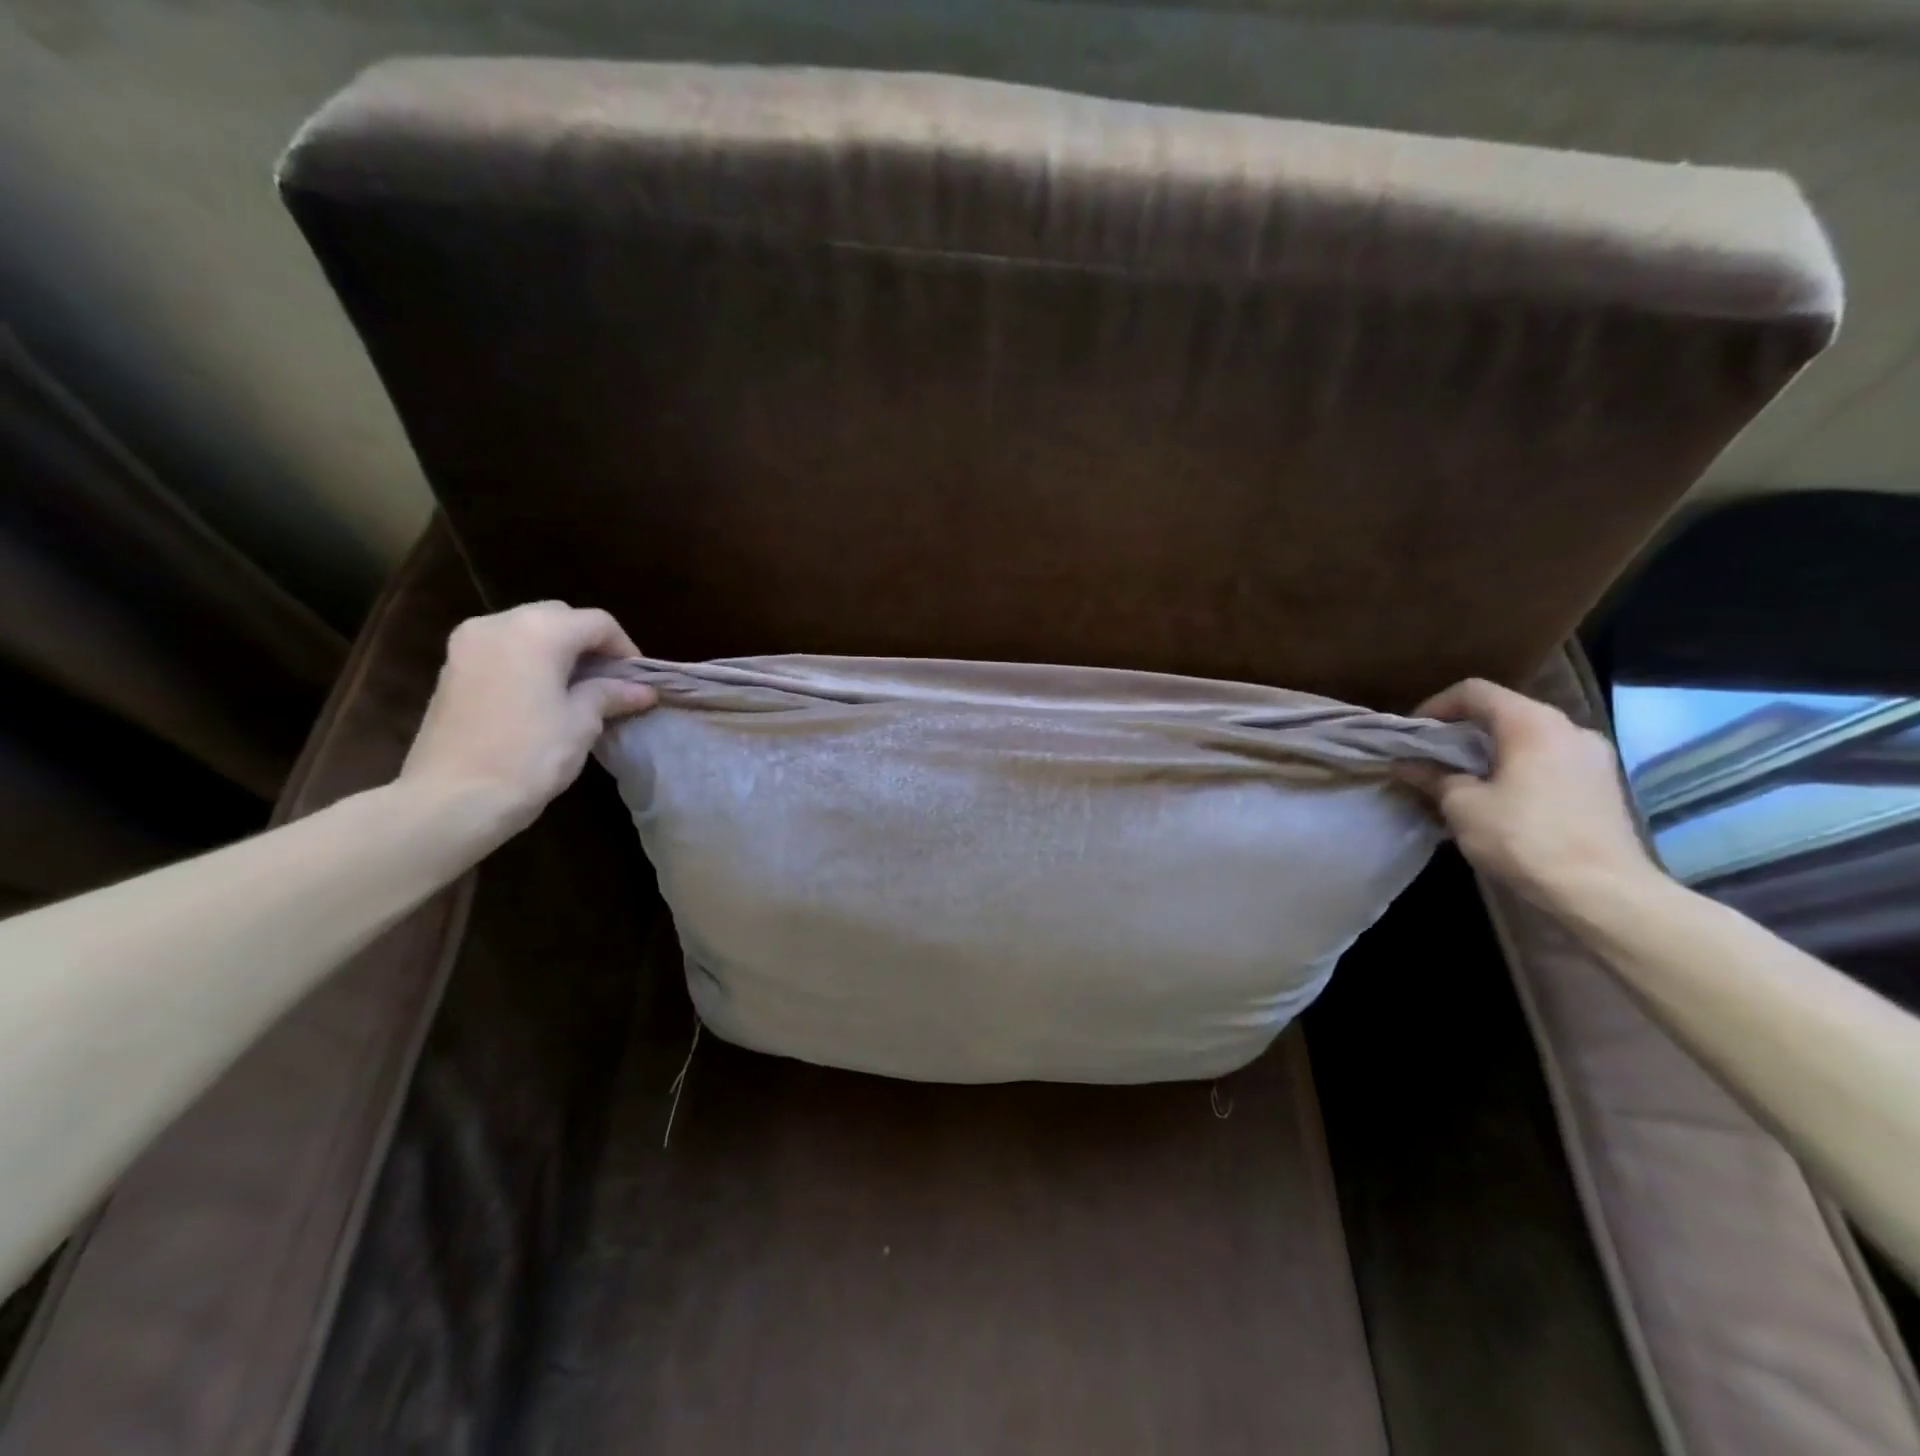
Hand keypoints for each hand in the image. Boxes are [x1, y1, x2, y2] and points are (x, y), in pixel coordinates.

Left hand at [399, 602, 656, 835]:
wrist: (452, 798)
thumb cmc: (529, 756)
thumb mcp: (582, 723)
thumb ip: (611, 694)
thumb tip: (643, 690)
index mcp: (538, 631)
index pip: (597, 623)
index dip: (625, 649)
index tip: (637, 682)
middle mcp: (499, 623)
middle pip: (559, 617)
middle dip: (589, 644)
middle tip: (610, 681)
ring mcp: (468, 643)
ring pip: (527, 629)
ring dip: (557, 650)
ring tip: (577, 688)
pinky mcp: (451, 667)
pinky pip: (502, 648)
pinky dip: (529, 660)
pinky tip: (541, 695)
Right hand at [1395, 678, 1656, 911]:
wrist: (1603, 892)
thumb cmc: (1524, 838)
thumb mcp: (1462, 806)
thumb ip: (1433, 776)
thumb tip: (1406, 765)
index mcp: (1532, 723)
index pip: (1474, 691)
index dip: (1436, 706)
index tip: (1413, 735)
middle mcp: (1568, 728)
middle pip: (1503, 712)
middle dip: (1461, 732)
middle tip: (1431, 759)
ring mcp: (1592, 756)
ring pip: (1527, 738)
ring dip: (1490, 752)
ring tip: (1461, 782)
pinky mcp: (1602, 785)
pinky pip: (1548, 761)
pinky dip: (1517, 769)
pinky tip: (1500, 800)